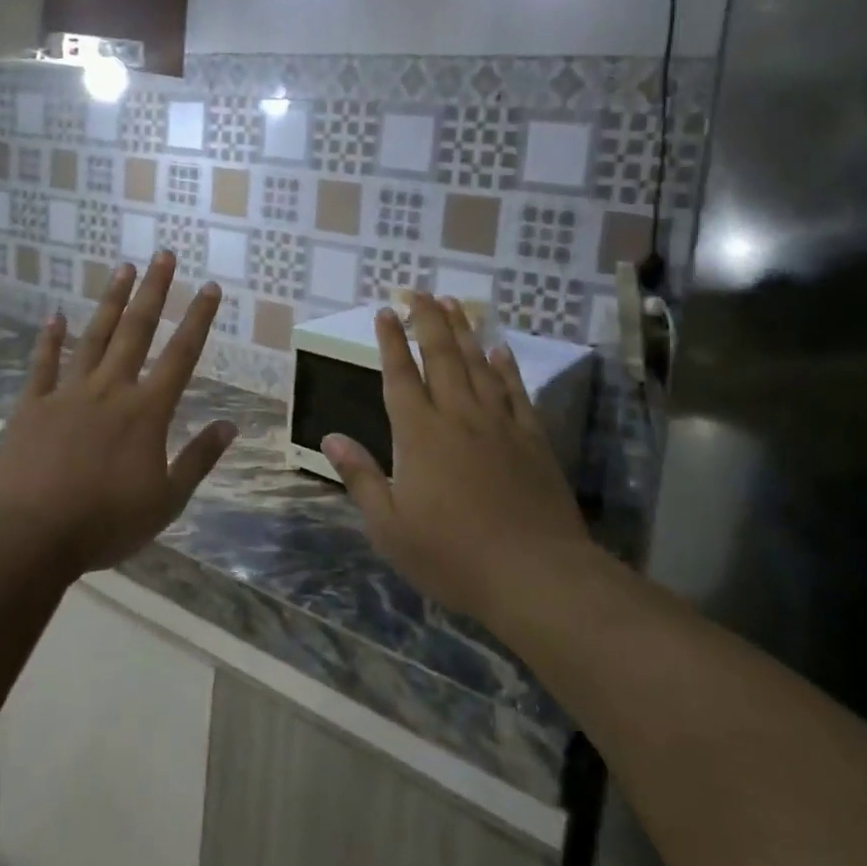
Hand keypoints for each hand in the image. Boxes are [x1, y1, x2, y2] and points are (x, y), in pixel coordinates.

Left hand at [0, 252, 236, 579]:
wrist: (28, 537)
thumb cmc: (104, 523)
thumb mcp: (166, 501)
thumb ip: (199, 459)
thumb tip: (231, 425)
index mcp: (146, 411)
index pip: (181, 354)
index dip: (198, 318)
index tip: (209, 287)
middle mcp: (110, 389)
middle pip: (137, 330)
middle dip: (153, 291)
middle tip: (163, 255)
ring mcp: (67, 393)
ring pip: (94, 337)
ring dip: (111, 302)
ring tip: (123, 269)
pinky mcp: (31, 406)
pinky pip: (43, 365)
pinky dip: (49, 340)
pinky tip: (54, 316)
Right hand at [323, 297, 590, 624]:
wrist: (534, 573)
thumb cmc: (452, 555)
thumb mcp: (390, 526)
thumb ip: (361, 477)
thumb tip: (332, 437)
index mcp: (419, 434)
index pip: (400, 375)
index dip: (391, 341)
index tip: (386, 311)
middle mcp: (457, 416)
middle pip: (441, 356)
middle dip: (428, 320)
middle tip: (421, 292)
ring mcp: (499, 423)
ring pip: (478, 364)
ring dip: (464, 331)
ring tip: (455, 303)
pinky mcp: (532, 438)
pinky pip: (516, 391)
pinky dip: (506, 366)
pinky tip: (500, 349)